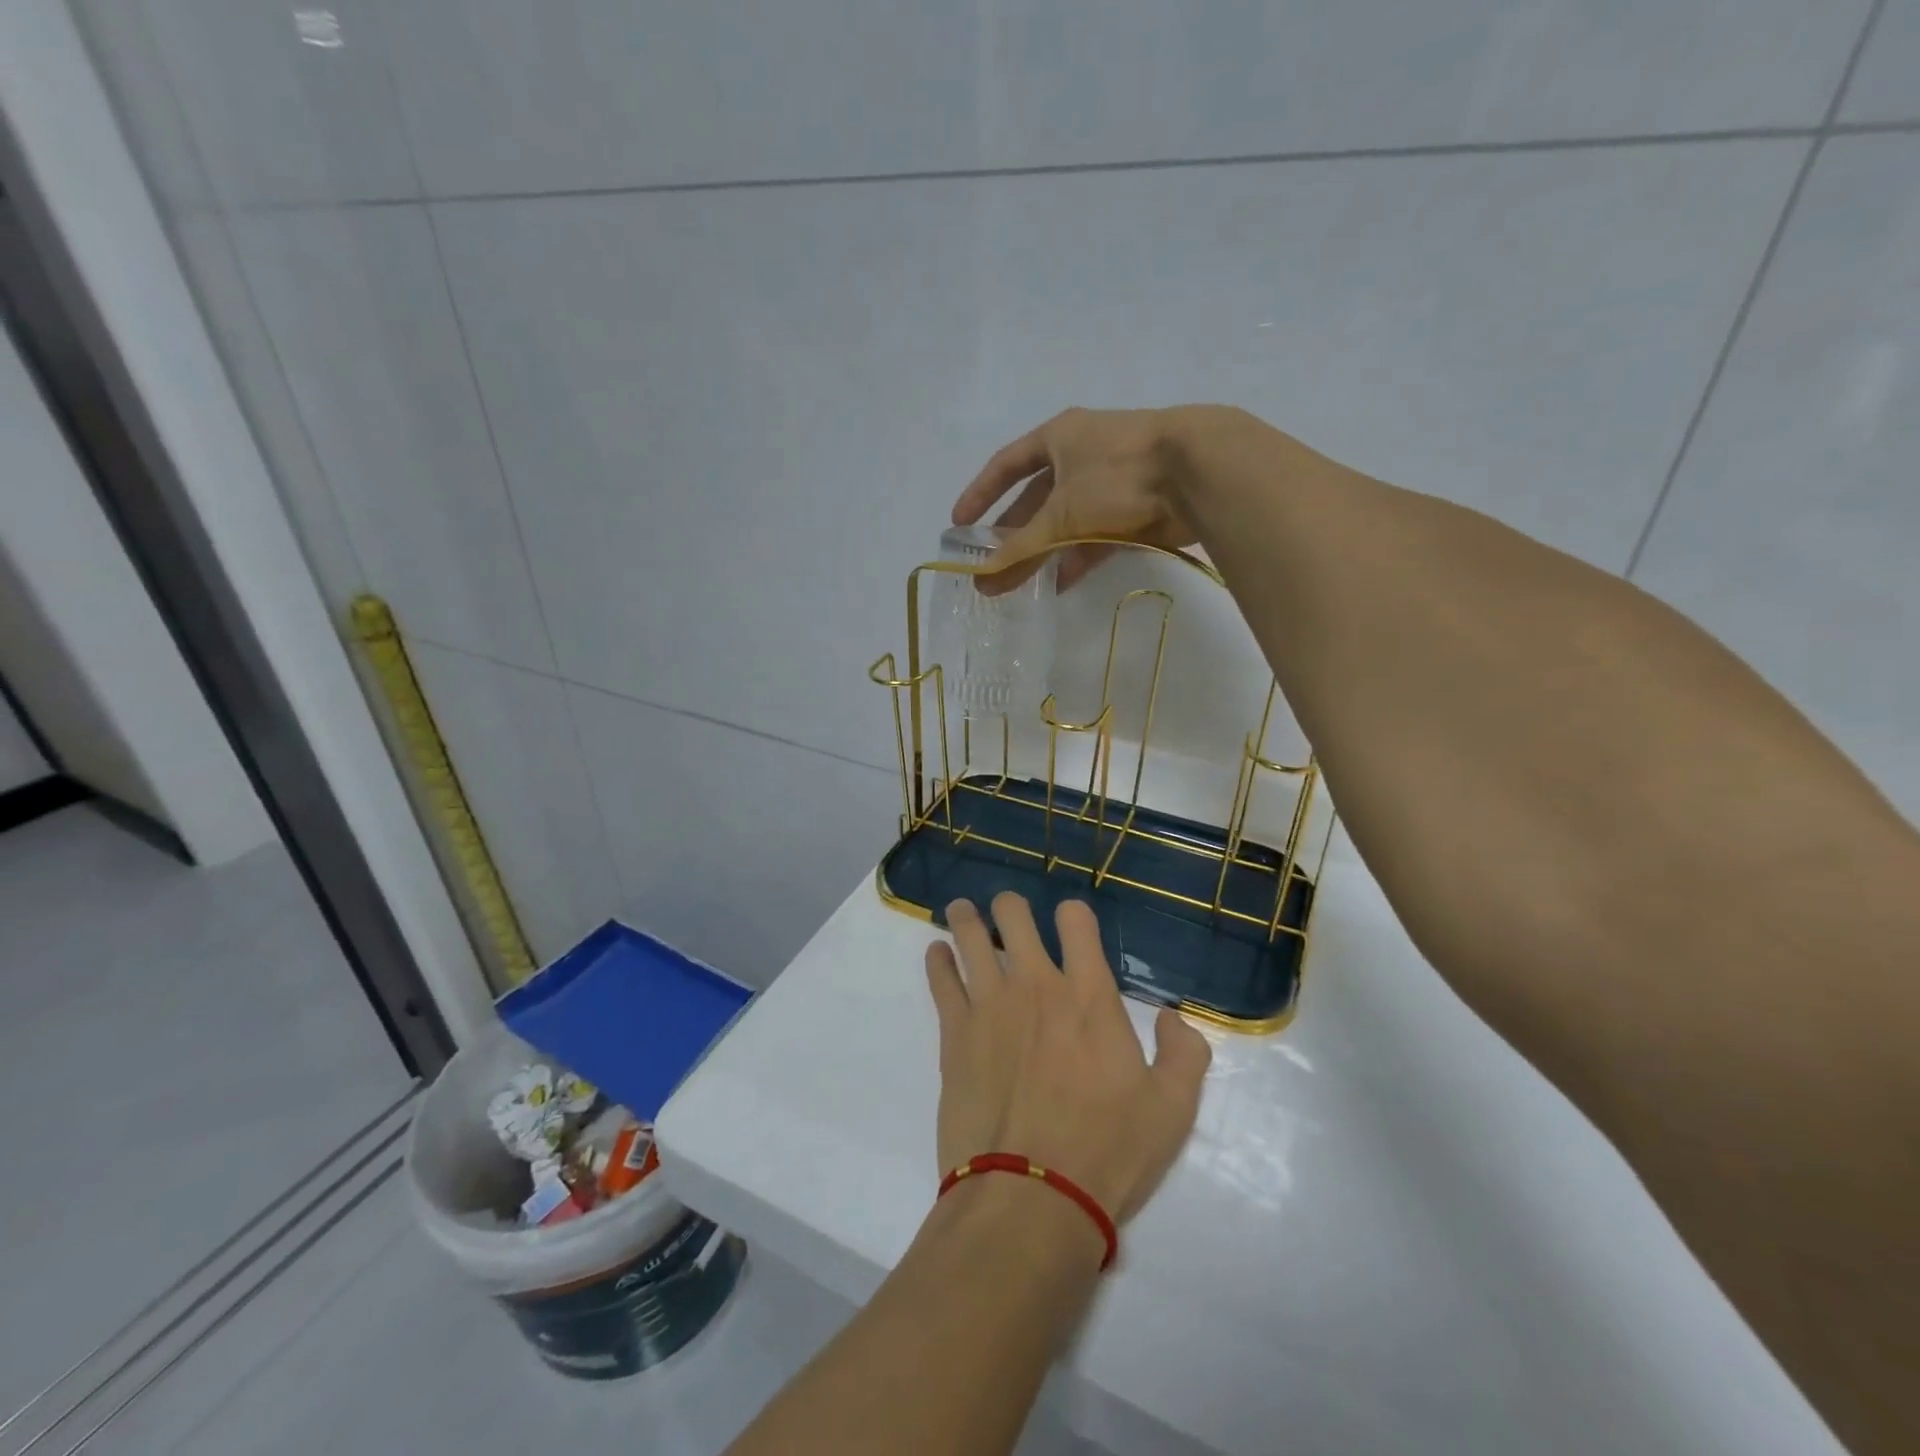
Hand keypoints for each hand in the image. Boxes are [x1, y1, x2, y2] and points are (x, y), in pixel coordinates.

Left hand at [923, 892, 1211, 1225]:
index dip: (1073, 913)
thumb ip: (1184, 1053)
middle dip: (1010, 907)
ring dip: (967, 918)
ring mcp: (989, 1004)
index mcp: (1089, 995)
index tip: (1070, 922)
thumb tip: (1173, 1016)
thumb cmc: (1107, 1151)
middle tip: (1007, 912)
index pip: (1076, 921)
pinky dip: (938, 959)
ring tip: (963, 911)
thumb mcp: (1172, 1109)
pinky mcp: (954, 1032)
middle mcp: (1036, 985)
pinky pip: (940, 978)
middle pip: (1013, 916)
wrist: (1031, 1197)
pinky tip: (937, 953)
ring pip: (970, 936)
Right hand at [951, 406, 1208, 594]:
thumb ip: (1021, 549)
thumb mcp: (1061, 514)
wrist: (1198, 473)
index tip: (960, 523)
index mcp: (1058, 437)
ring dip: (1043, 550)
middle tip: (990, 564)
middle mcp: (1082, 454)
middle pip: (1036, 499)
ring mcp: (1111, 481)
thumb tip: (982, 580)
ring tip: (1019, 583)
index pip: (1007, 465)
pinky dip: (1077, 556)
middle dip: (1013, 533)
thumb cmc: (1117, 476)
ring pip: (1066, 520)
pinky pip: (1095, 535)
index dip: (981, 493)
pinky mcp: (1136, 507)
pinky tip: (1060, 583)